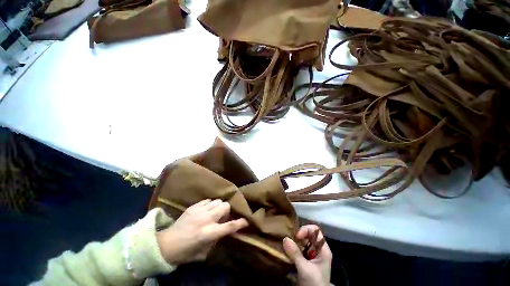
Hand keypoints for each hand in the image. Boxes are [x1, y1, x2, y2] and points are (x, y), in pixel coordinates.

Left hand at [156, 199, 247, 264]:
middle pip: (224, 206)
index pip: (231, 225)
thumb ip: (216, 241)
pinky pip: (205, 201)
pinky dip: (209, 205)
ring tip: (217, 214)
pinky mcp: (190, 208)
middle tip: (226, 218)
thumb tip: (223, 233)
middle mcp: (205, 219)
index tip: (247, 222)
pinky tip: (207, 211)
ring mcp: (197, 211)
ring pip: (216, 201)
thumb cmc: (187, 253)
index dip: (242, 223)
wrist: (166, 245)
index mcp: (210, 233)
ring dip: (219, 207)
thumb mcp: (206, 252)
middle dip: (229, 211)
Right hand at [283, 225, 331, 285]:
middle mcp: (318, 252)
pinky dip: (292, 253)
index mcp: (323, 250)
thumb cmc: (314, 280)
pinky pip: (298, 254)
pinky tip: (284, 254)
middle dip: (297, 237)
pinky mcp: (305, 265)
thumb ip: (295, 254)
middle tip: (286, 242)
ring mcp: (312, 258)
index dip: (306, 231)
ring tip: (283, 247)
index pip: (316, 232)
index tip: (295, 237)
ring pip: (302, 246)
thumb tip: (285, 238)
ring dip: (293, 245)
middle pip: (309, 238)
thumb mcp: (305, 268)